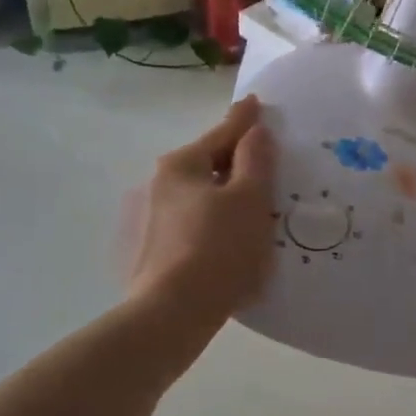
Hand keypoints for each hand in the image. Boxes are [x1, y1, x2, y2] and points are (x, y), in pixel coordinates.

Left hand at [128, 97, 275, 329]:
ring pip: (199, 195)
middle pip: (208, 164)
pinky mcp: (152, 249)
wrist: (173, 313)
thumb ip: (256, 160)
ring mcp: (150, 219)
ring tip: (253, 205)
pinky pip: (193, 222)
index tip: (256, 102)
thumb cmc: (219, 248)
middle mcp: (158, 184)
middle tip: (265, 161)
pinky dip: (213, 221)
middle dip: (236, 161)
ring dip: (225, 195)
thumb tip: (255, 131)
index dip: (244, 120)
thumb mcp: (250, 199)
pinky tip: (229, 238)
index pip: (222, 133)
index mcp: (181, 165)